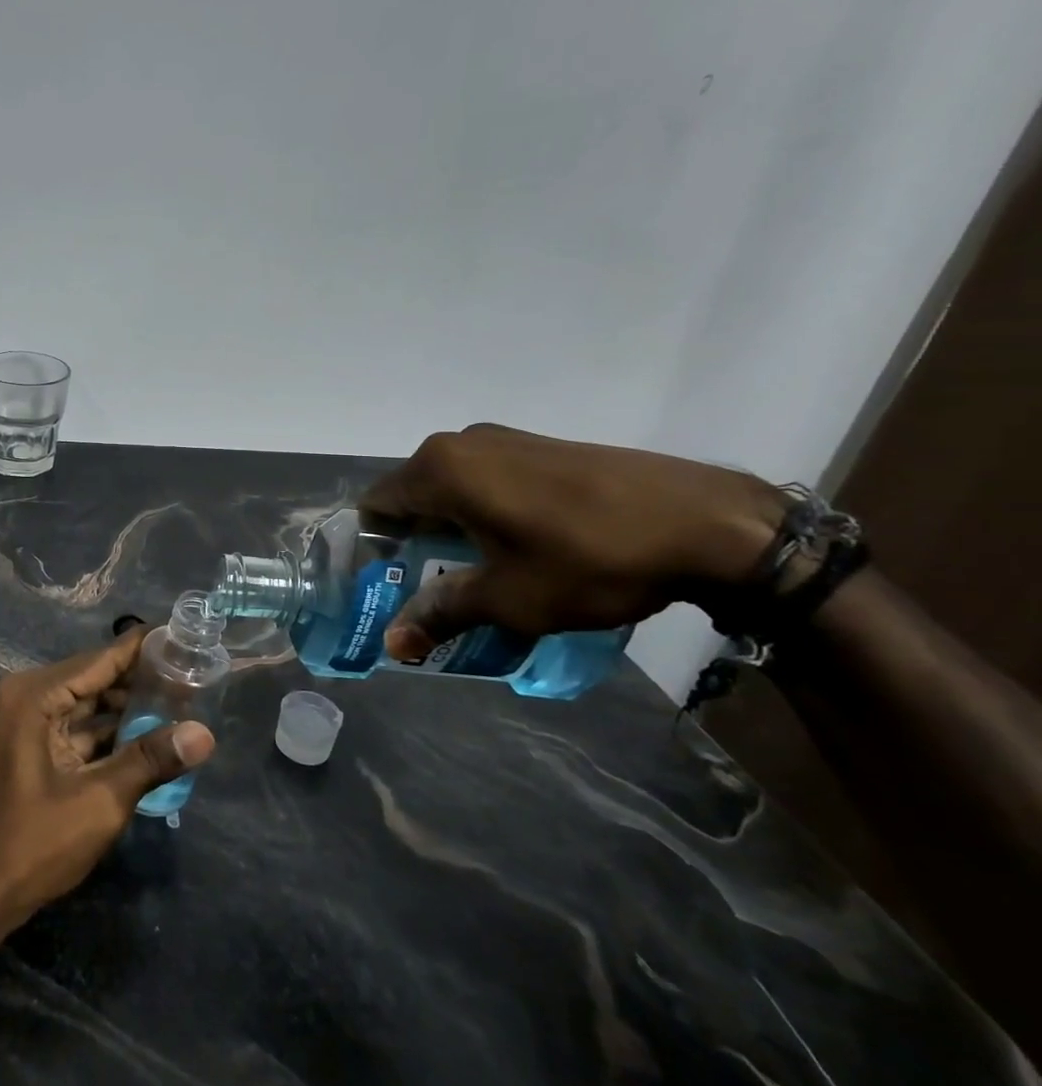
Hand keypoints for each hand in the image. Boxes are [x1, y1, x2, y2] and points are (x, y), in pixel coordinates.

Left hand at [0, 629, 215, 930]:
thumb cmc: (35, 844)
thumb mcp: (100, 801)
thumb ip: (151, 759)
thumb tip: (205, 734)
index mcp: (33, 696)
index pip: (99, 660)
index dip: (141, 648)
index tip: (180, 634)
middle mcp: (24, 697)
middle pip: (92, 678)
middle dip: (138, 680)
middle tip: (190, 677)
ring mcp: (22, 722)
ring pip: (84, 703)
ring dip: (124, 707)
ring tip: (177, 704)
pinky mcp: (25, 746)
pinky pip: (73, 726)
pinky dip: (105, 731)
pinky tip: (144, 735)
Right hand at [360, 424, 786, 661]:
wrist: (710, 523)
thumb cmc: (590, 559)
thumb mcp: (509, 598)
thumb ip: (441, 614)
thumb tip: (393, 645)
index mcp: (440, 470)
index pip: (376, 506)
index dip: (376, 550)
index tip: (393, 587)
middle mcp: (462, 443)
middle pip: (412, 496)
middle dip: (413, 543)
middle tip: (431, 589)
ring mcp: (505, 439)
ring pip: (450, 488)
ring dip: (449, 528)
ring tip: (477, 573)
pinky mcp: (541, 445)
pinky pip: (487, 479)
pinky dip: (482, 511)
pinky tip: (517, 546)